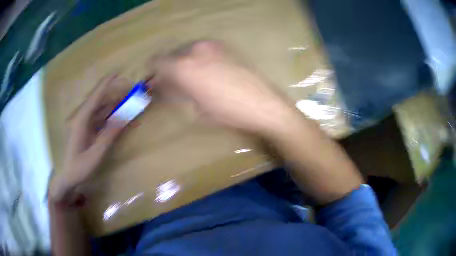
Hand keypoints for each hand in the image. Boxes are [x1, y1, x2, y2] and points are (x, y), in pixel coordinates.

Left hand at [49, 74, 127, 202]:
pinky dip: (108, 117)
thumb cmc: (79, 167)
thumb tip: (124, 118)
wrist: (66, 177)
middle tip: (129, 92)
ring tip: (127, 103)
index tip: (117, 72)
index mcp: (81, 120)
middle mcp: (81, 118)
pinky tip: (117, 117)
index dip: (106, 84)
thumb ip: (109, 135)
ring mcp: (82, 124)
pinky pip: (98, 119)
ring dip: (113, 106)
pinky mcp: (84, 130)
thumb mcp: (95, 154)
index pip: (95, 97)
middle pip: (99, 101)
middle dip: (114, 94)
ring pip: (99, 110)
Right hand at [149, 40, 297, 134]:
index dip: (152, 73)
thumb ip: (173, 92)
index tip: (154, 83)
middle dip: (168, 69)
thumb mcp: (195, 107)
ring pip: (187, 50)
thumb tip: (160, 87)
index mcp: (183, 66)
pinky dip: (197, 59)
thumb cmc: (227, 113)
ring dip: (183, 63)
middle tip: (172, 84)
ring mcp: (212, 45)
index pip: (156, 62)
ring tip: (190, 80)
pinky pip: (202, 50)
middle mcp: (195, 49)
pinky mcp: (225, 46)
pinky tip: (206, 72)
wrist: (263, 104)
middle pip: (171, 55)